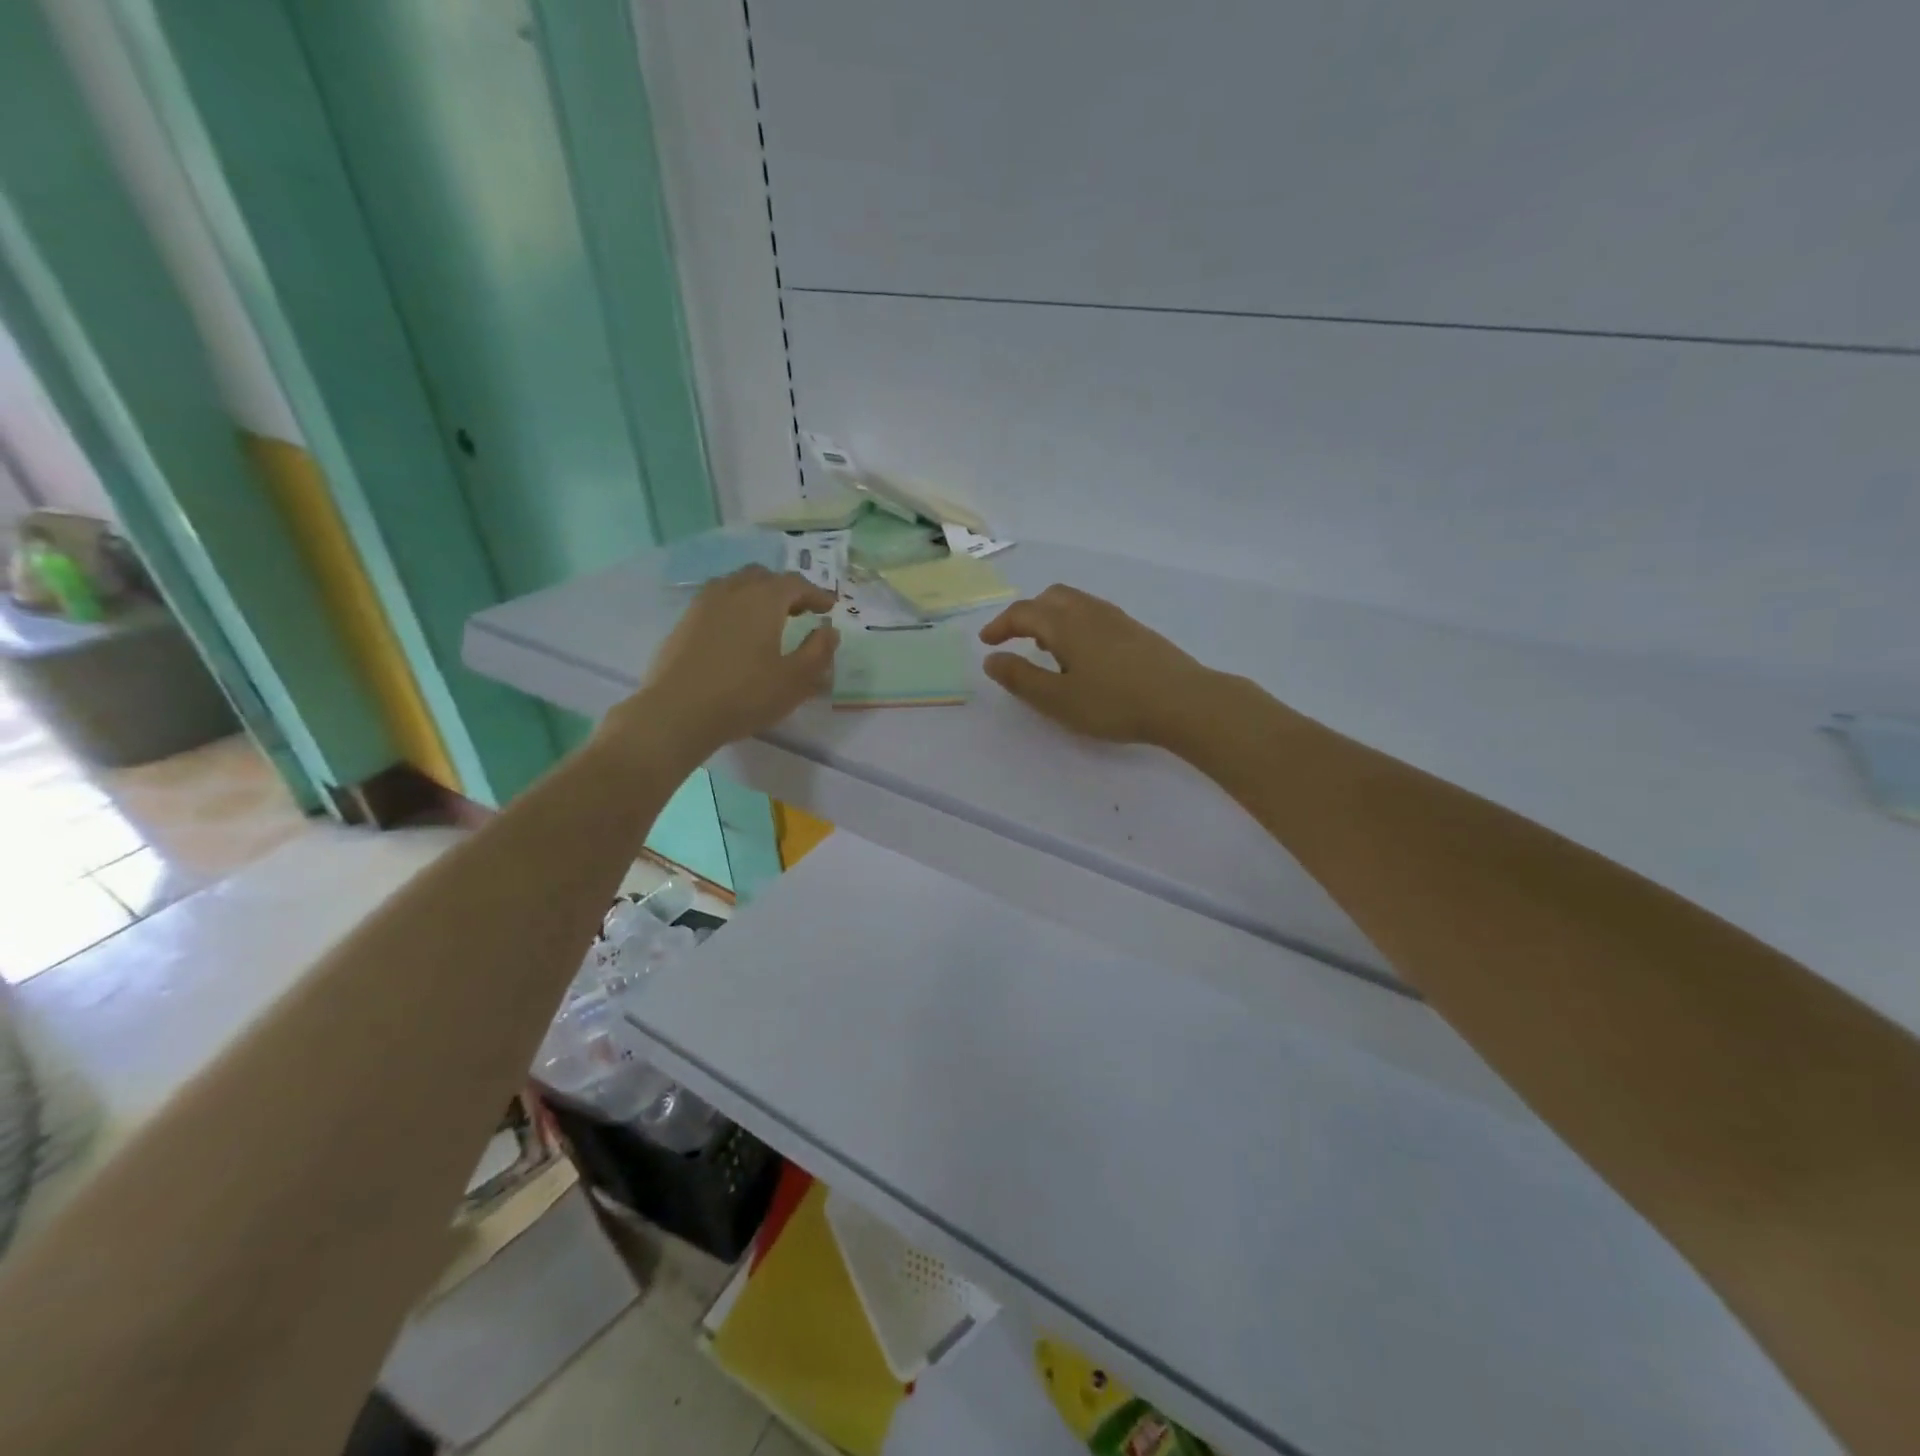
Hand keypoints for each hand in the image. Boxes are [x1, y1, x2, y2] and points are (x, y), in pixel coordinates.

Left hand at [626, 566, 837, 754]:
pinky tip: (737, 635)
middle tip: (800, 611)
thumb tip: (829, 630)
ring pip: (736, 585)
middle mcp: (733, 590)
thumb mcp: (795, 679)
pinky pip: (717, 602)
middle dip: (786, 590)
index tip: (829, 608)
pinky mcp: (684, 622)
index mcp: (764, 599)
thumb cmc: (745, 695)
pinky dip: (735, 608)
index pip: (796, 583)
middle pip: (763, 577)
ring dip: (757, 595)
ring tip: (768, 620)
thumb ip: (818, 651)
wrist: (677, 712)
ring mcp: (703, 604)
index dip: (816, 593)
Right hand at [978, 584, 1211, 745]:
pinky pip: (1094, 615)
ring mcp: (1117, 619)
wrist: (1184, 701)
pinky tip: (1084, 657)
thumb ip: (1021, 678)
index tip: (987, 642)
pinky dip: (1075, 625)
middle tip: (1016, 640)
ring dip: (1053, 619)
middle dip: (1027, 615)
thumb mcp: (1057, 699)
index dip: (1000, 626)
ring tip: (1048, 651)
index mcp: (1065, 624)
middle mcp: (1089, 611)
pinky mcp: (1137, 631)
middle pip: (1051, 598)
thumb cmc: (1114, 703)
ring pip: (1075, 604)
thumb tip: (992, 659)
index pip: (1023, 613)